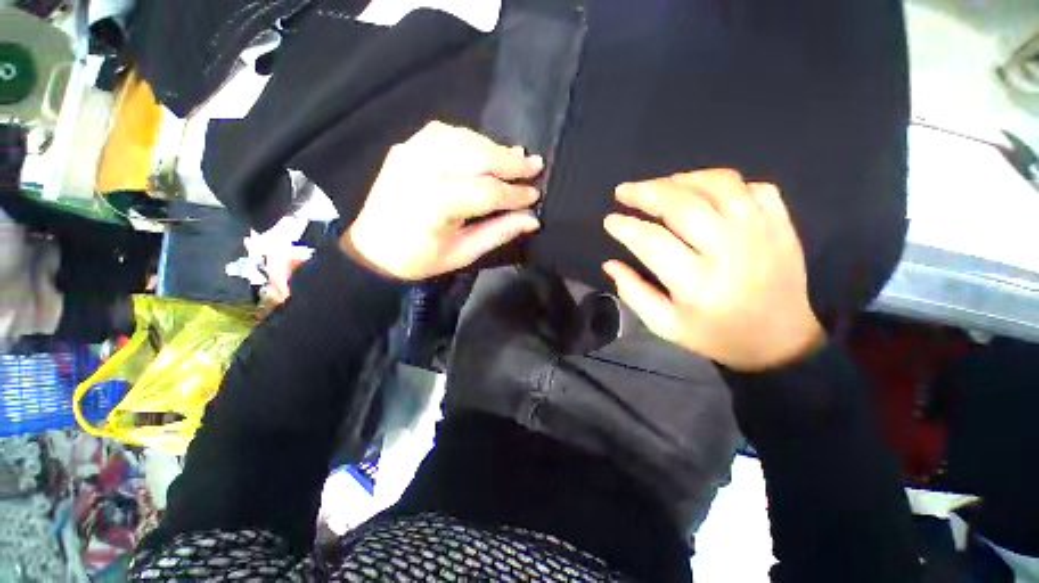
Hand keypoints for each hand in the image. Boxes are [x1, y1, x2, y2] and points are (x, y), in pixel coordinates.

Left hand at [342, 121, 543, 280]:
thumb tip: (532, 219)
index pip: (487, 192)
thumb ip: (498, 233)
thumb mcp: (463, 253)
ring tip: (514, 156)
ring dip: (492, 147)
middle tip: (535, 164)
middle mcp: (423, 170)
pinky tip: (482, 147)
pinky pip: (442, 133)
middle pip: (476, 156)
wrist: (373, 250)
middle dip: (510, 162)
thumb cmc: (420, 259)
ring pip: (462, 139)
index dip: (515, 194)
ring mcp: (410, 154)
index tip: (535, 195)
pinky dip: (468, 138)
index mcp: (437, 203)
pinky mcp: (405, 149)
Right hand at [602, 169, 824, 371]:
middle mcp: (729, 251)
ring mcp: (762, 233)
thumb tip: (610, 264)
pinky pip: (754, 187)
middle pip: (683, 205)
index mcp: (697, 283)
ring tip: (660, 185)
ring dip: (682, 180)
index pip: (652, 242)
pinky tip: (705, 193)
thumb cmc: (716, 335)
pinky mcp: (782, 225)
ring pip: (719, 186)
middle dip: (646, 193)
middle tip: (623, 191)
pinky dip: (724, 184)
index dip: (626, 227)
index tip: (610, 220)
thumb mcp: (665, 326)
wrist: (782, 341)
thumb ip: (633, 293)